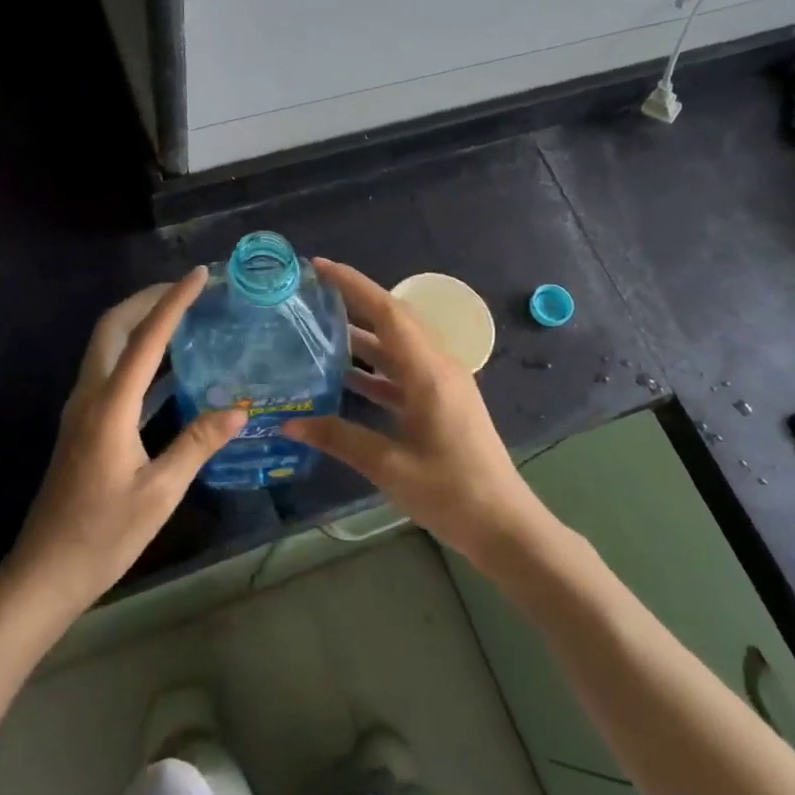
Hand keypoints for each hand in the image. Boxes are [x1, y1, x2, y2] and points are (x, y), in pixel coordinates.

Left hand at [6, 269, 245, 620]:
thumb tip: (239, 408)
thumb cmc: (104, 534)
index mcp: (109, 406)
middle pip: (112, 327)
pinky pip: (110, 372)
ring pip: (107, 346)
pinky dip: (136, 355)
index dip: (173, 302)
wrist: (46, 571)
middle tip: (187, 289)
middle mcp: (90, 396)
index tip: (200, 275)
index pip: (146, 338)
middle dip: (147, 299)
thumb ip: (197, 444)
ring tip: (182, 317)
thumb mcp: (159, 492)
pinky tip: (168, 368)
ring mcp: (81, 409)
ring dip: (139, 322)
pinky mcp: (83, 424)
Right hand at [283, 259, 542, 564]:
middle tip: (313, 294)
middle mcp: (437, 368)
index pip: (388, 312)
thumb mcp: (389, 466)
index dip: (353, 285)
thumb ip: (339, 438)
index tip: (319, 268)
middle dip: (355, 302)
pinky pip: (402, 374)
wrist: (504, 526)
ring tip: (319, 329)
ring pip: (397, 348)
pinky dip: (374, 370)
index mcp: (429, 372)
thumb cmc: (450, 492)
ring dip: (362, 337)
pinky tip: (344, 377)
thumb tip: (290, 423)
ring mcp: (442, 386)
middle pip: (393, 322)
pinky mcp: (442, 404)